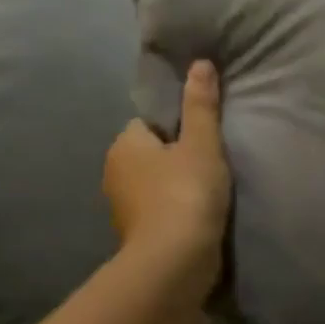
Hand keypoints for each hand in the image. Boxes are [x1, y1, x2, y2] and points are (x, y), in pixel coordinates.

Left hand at [104, 61, 230, 293]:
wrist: (175, 260)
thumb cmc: (186, 193)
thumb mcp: (202, 144)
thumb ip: (201, 106)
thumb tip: (200, 63)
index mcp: (124, 144)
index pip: (147, 123)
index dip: (175, 126)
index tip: (202, 137)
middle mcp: (114, 172)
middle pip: (149, 153)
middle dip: (173, 157)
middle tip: (210, 163)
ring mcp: (122, 207)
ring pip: (152, 184)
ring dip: (174, 186)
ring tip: (208, 192)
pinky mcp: (136, 234)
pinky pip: (157, 210)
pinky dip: (174, 211)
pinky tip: (197, 216)